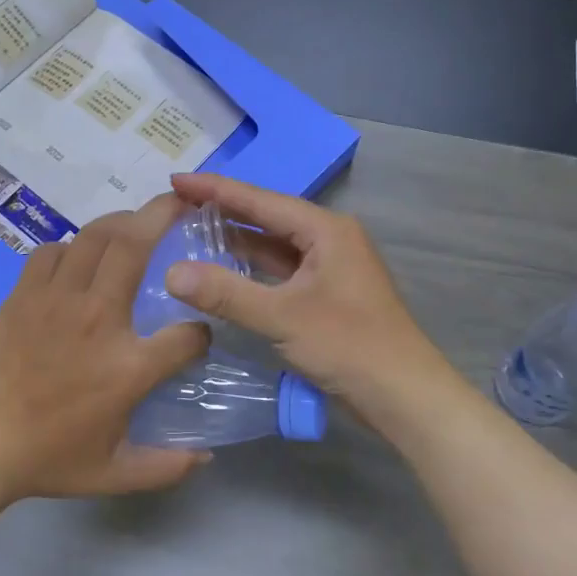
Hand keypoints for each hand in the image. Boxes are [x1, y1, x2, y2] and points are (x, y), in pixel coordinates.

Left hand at [0, 194, 211, 502]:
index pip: (187, 334)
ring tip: (135, 220)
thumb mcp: (113, 475)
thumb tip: (206, 458)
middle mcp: (98, 319)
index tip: (197, 337)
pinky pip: (52, 251)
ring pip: (94, 236)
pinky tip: (78, 255)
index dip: (201, 333)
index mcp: (128, 367)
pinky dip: (71, 245)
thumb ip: (165, 467)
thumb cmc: (46, 459)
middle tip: (180, 203)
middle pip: (136, 246)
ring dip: (121, 221)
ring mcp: (57, 300)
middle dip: (163, 215)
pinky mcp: (24, 294)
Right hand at [163, 174, 458, 434]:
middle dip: (224, 211)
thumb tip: (172, 273)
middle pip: (268, 217)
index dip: (215, 189)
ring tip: (192, 231)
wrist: (404, 395)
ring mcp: (330, 267)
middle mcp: (329, 239)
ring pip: (275, 246)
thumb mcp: (283, 317)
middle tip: (178, 204)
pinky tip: (225, 271)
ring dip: (237, 241)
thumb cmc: (349, 345)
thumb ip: (226, 293)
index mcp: (325, 229)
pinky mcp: (327, 294)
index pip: (260, 200)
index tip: (176, 180)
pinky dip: (253, 269)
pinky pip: (282, 271)